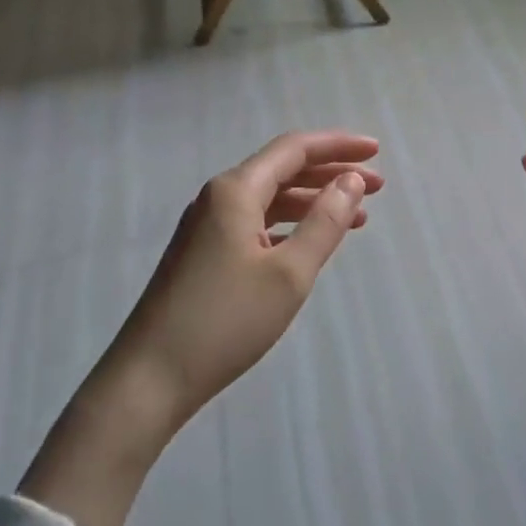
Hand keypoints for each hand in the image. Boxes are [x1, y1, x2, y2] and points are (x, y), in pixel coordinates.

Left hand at [22, 131, 380, 525]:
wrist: (148, 380)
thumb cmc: (225, 322)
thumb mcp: (289, 274)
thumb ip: (326, 222)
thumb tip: (352, 180)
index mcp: (236, 191)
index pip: (294, 150)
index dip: (338, 146)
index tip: (376, 151)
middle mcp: (218, 198)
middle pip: (283, 169)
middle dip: (331, 173)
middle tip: (377, 186)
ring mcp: (207, 227)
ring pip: (271, 198)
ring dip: (314, 201)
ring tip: (356, 216)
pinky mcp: (203, 254)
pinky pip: (257, 222)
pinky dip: (291, 225)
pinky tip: (311, 242)